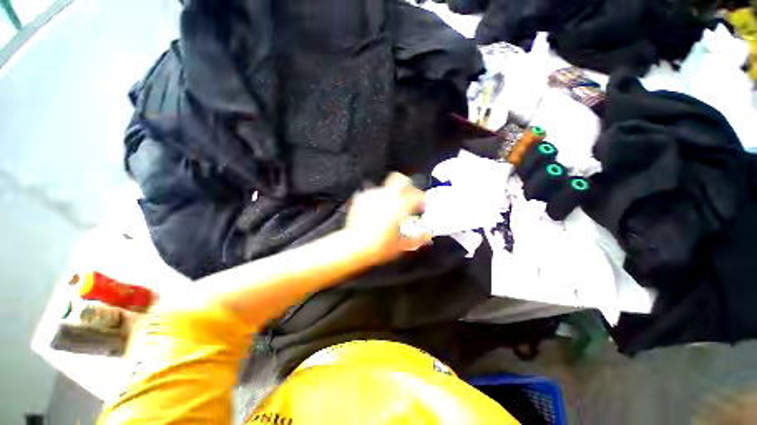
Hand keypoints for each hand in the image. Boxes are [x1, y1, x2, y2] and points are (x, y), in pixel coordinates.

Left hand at [345, 173, 431, 265]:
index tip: (422, 205)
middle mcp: (386, 196)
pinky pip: (371, 194)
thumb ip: (418, 239)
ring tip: (389, 207)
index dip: (421, 198)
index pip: (416, 194)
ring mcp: (371, 195)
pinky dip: (376, 200)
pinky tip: (374, 210)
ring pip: (384, 187)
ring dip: (389, 195)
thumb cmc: (380, 246)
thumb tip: (428, 235)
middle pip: (399, 178)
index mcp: (400, 206)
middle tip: (408, 194)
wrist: (354, 246)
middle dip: (406, 184)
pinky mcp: (359, 199)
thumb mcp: (402, 245)